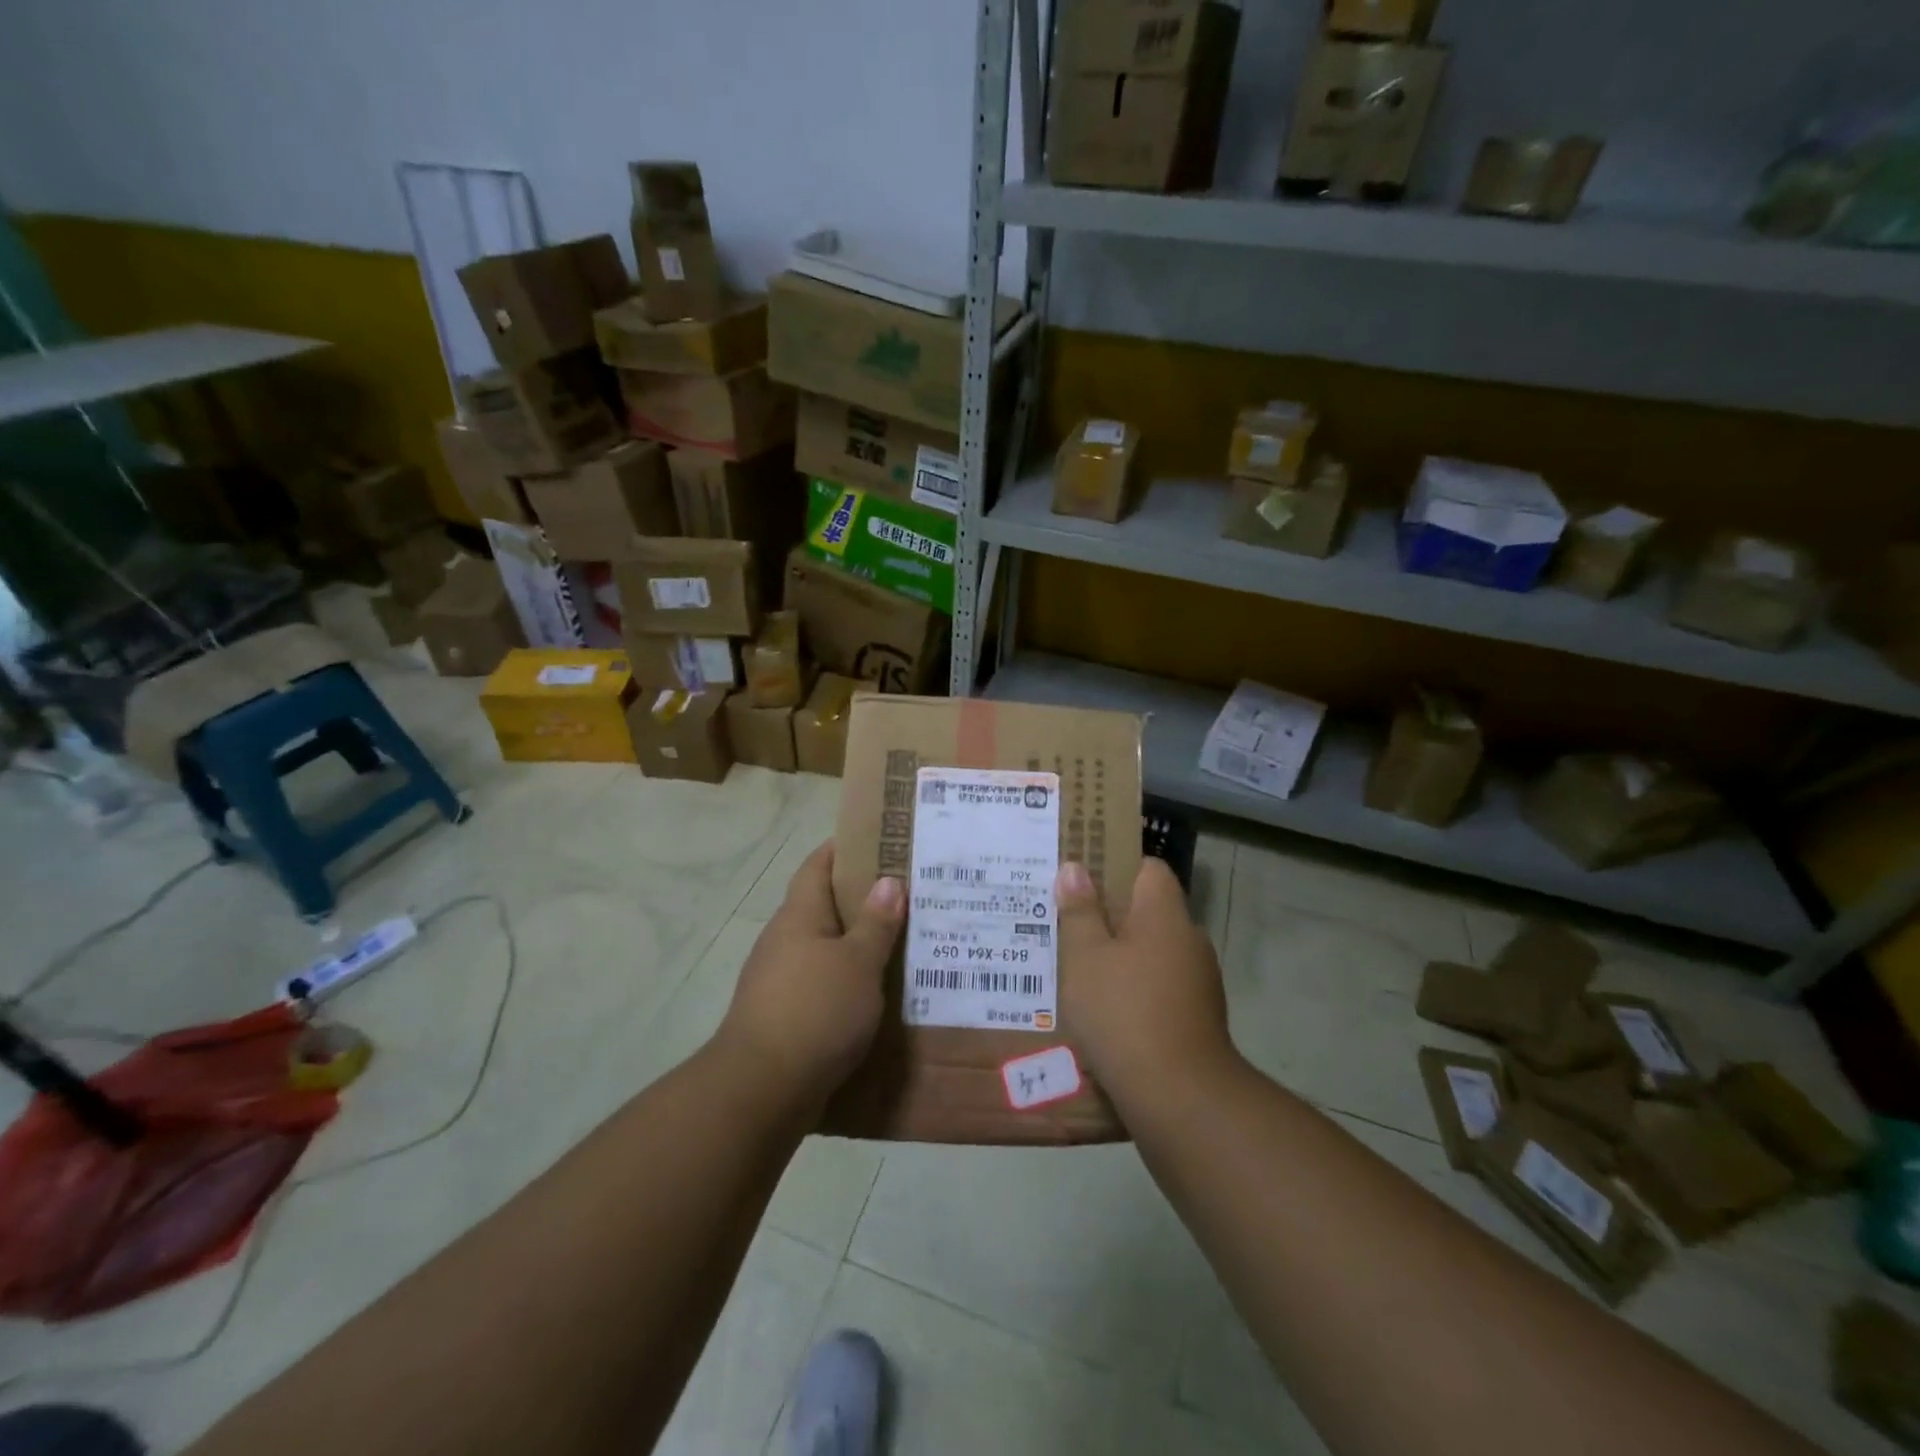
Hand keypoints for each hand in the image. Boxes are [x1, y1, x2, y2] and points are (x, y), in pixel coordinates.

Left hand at [716, 842, 904, 1104]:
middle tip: (908, 896)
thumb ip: (875, 923)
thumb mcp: (857, 963)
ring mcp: (778, 979)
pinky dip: (848, 981)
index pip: (818, 865)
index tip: (882, 842)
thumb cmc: (814, 1012)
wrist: (761, 1091)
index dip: (845, 848)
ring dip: (857, 944)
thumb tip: (888, 881)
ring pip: (825, 948)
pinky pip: (822, 984)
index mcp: (799, 916)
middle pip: (823, 906)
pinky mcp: (783, 1015)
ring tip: (902, 944)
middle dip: (862, 899)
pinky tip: (876, 993)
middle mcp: (784, 940)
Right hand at [1056, 858, 1235, 1103]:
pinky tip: (1104, 1009)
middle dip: (1110, 914)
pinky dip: (1134, 989)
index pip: (1149, 868)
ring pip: (1152, 952)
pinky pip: (1159, 986)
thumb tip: (1076, 868)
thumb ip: (1079, 911)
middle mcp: (1189, 940)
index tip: (1082, 876)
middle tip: (1067, 922)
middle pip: (1148, 911)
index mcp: (1165, 914)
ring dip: (1121, 956)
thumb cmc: (1124, 1012)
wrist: (1179, 1097)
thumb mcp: (1085, 957)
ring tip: (1078, 968)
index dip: (1116, 865)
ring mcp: (1198, 981)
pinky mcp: (1197, 1017)